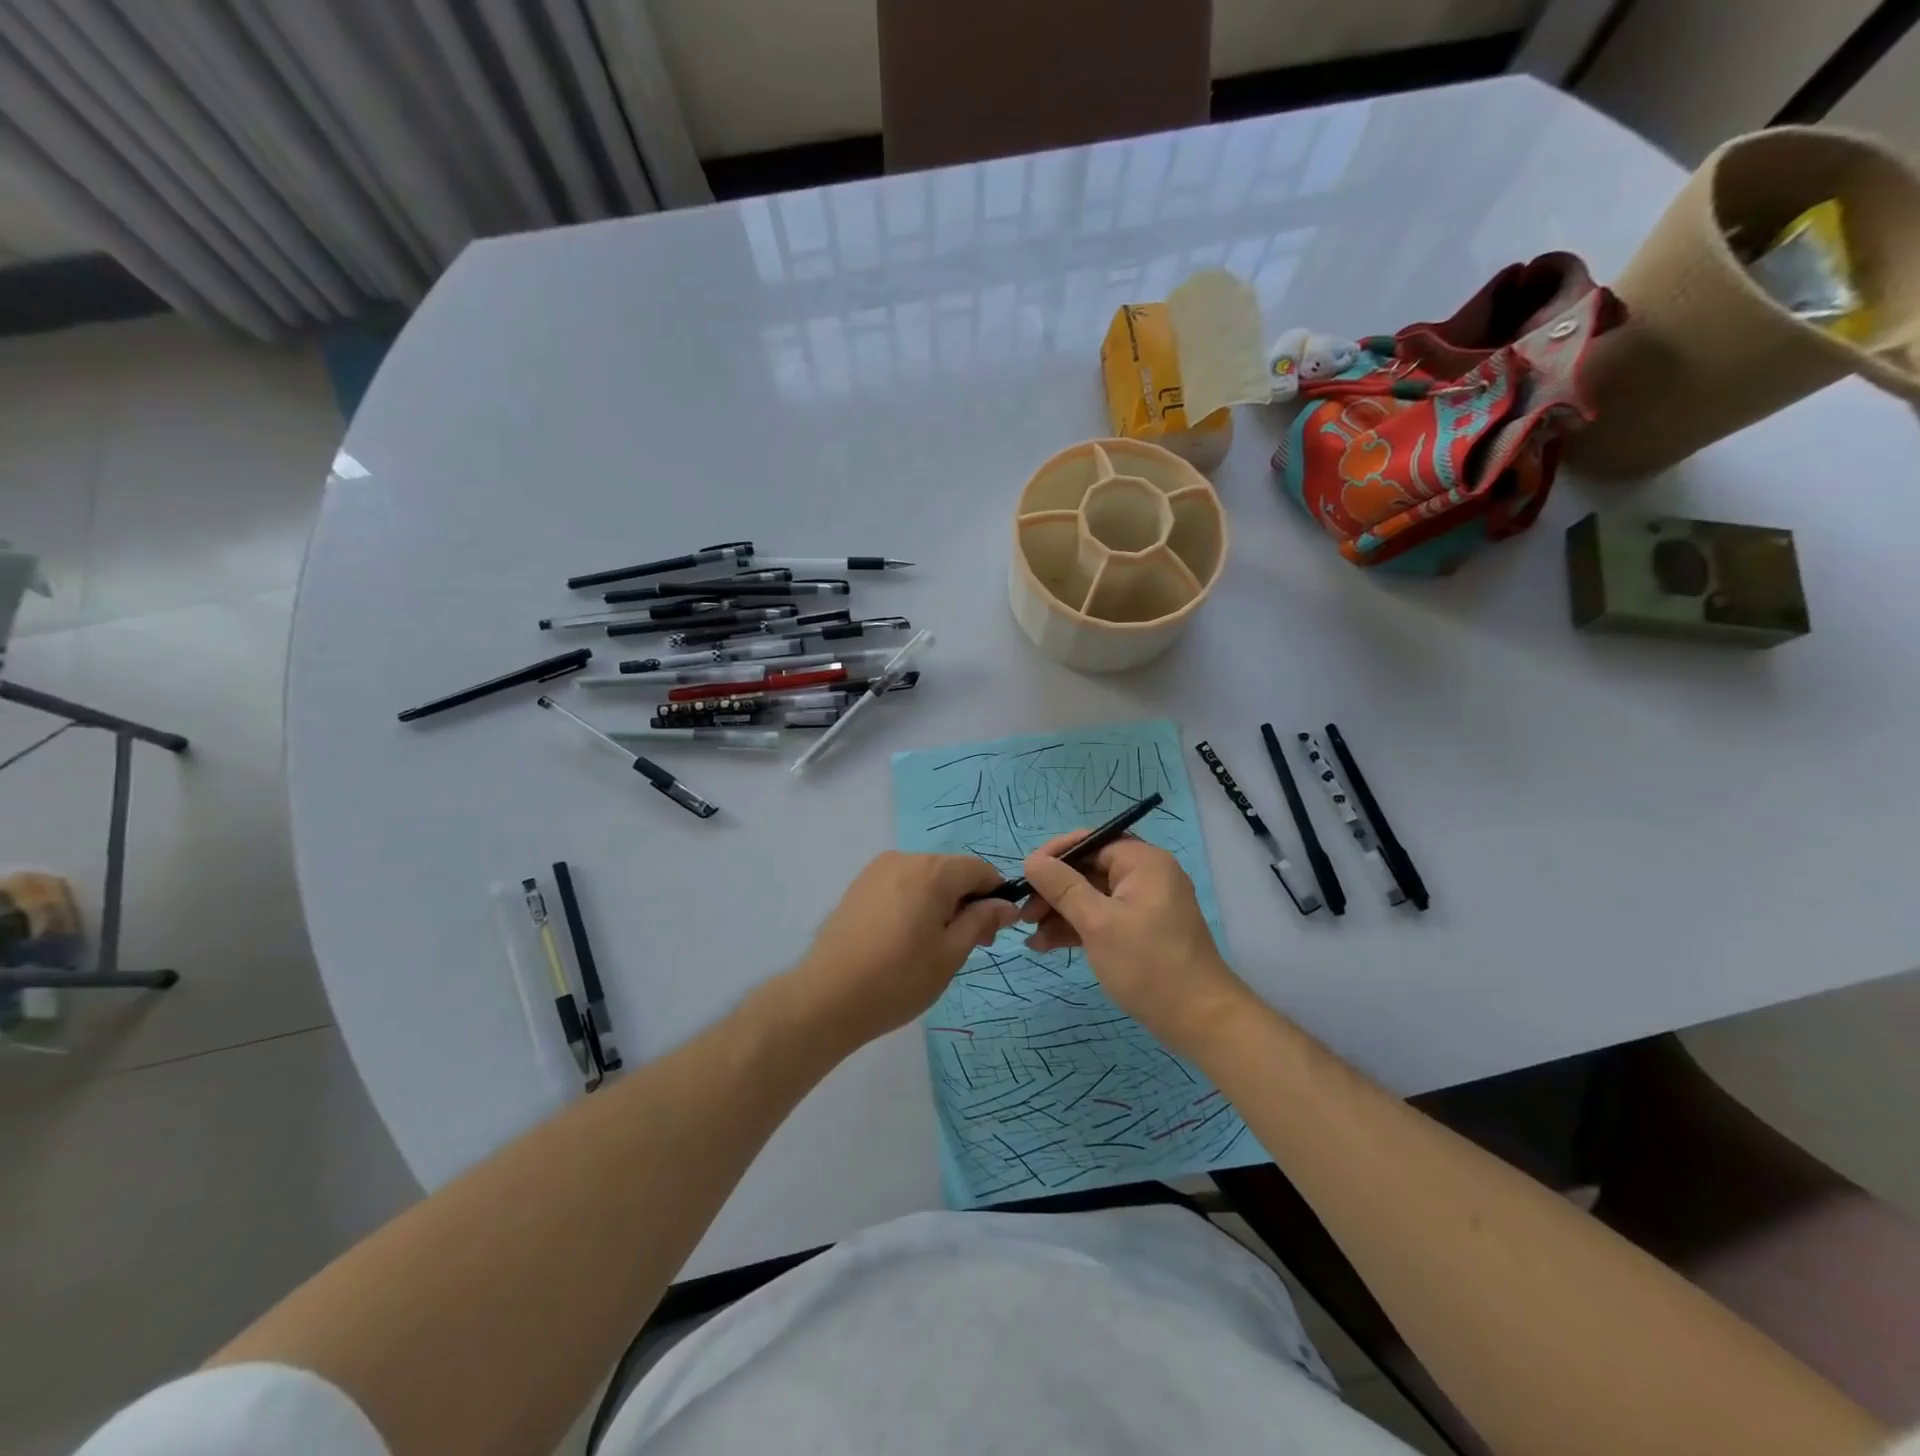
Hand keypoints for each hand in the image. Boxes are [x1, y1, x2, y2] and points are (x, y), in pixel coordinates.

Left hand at [787, 852, 1019, 1052]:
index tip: (993, 932)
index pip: (979, 869)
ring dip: (941, 902)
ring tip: (934, 946)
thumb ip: (981, 921)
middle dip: (968, 901)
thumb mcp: (951, 953)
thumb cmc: (898, 979)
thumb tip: (1006, 904)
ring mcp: (877, 871)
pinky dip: (915, 903)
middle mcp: (904, 859)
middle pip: (951, 871)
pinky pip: (901, 885)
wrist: (827, 998)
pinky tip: (906, 939)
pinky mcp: (859, 886)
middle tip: (969, 945)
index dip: (995, 895)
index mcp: (932, 871)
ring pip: (925, 878)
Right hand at [1021, 831, 1254, 1057]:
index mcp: (1142, 861)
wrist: (1200, 1020)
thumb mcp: (1098, 923)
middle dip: (1053, 890)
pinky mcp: (1140, 930)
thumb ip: (1062, 887)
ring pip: (1091, 896)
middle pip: (1088, 869)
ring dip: (1059, 913)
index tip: (1025, 876)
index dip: (1055, 855)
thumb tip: (1032, 859)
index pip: (1090, 841)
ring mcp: (1143, 904)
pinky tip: (1046, 945)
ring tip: (1029, 936)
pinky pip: (1102, 917)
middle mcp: (1145, 875)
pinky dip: (1077, 928)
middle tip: (1024, 915)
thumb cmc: (1148, 964)